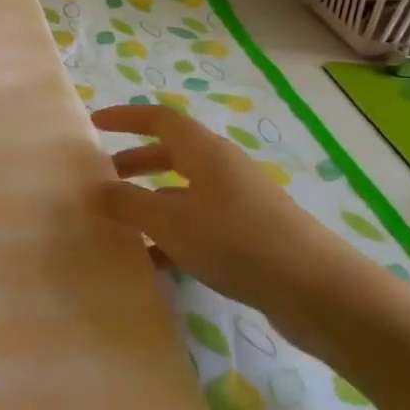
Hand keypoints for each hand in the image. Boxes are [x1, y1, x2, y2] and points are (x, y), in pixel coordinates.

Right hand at [93, 103, 352, 318]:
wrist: (318, 292)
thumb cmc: (235, 240)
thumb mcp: (168, 220)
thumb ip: (125, 203)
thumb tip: (91, 189)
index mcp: (205, 152)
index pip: (159, 119)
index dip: (125, 118)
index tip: (95, 124)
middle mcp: (223, 169)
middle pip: (172, 154)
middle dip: (135, 163)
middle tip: (103, 178)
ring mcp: (239, 203)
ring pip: (184, 192)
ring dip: (151, 202)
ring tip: (122, 224)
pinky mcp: (251, 236)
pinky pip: (200, 224)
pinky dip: (173, 234)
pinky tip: (155, 262)